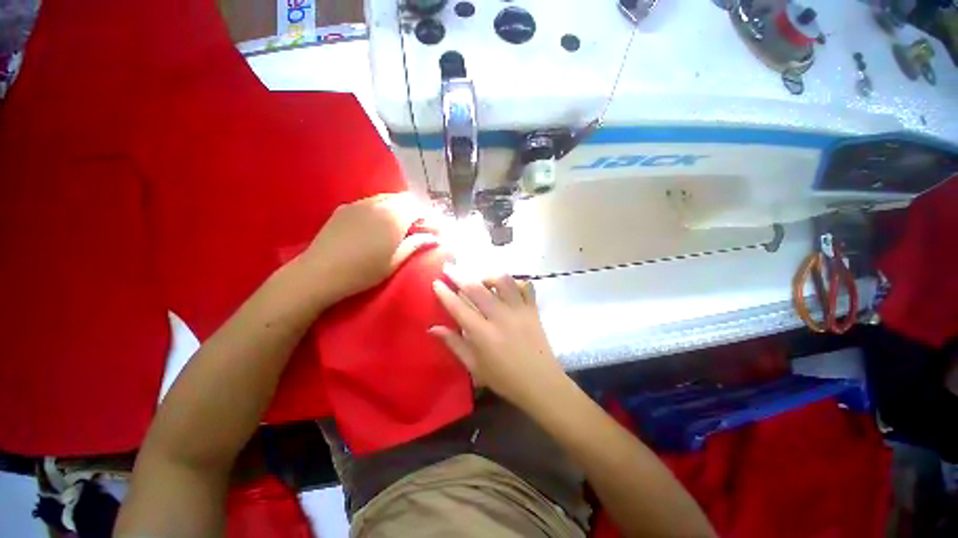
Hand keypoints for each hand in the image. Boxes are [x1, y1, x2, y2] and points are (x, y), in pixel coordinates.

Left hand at [301, 193, 436, 302]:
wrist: (320, 273)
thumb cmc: (363, 271)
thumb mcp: (395, 261)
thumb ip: (416, 245)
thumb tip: (434, 238)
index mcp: (394, 217)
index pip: (420, 208)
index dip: (430, 217)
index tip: (436, 229)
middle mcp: (379, 204)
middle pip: (405, 199)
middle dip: (417, 210)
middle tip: (421, 227)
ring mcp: (360, 203)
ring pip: (388, 198)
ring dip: (400, 208)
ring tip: (402, 225)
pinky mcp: (346, 207)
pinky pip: (372, 202)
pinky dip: (383, 208)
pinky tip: (380, 223)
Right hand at [430, 263, 565, 409]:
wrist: (541, 383)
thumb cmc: (504, 379)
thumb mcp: (474, 366)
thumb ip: (454, 343)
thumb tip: (433, 328)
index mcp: (483, 335)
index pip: (458, 307)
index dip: (445, 293)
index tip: (436, 282)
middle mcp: (500, 317)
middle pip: (477, 289)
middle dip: (459, 275)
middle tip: (448, 267)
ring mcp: (519, 310)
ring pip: (503, 281)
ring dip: (488, 276)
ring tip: (481, 280)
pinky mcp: (533, 309)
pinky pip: (526, 286)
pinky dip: (515, 282)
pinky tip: (507, 287)